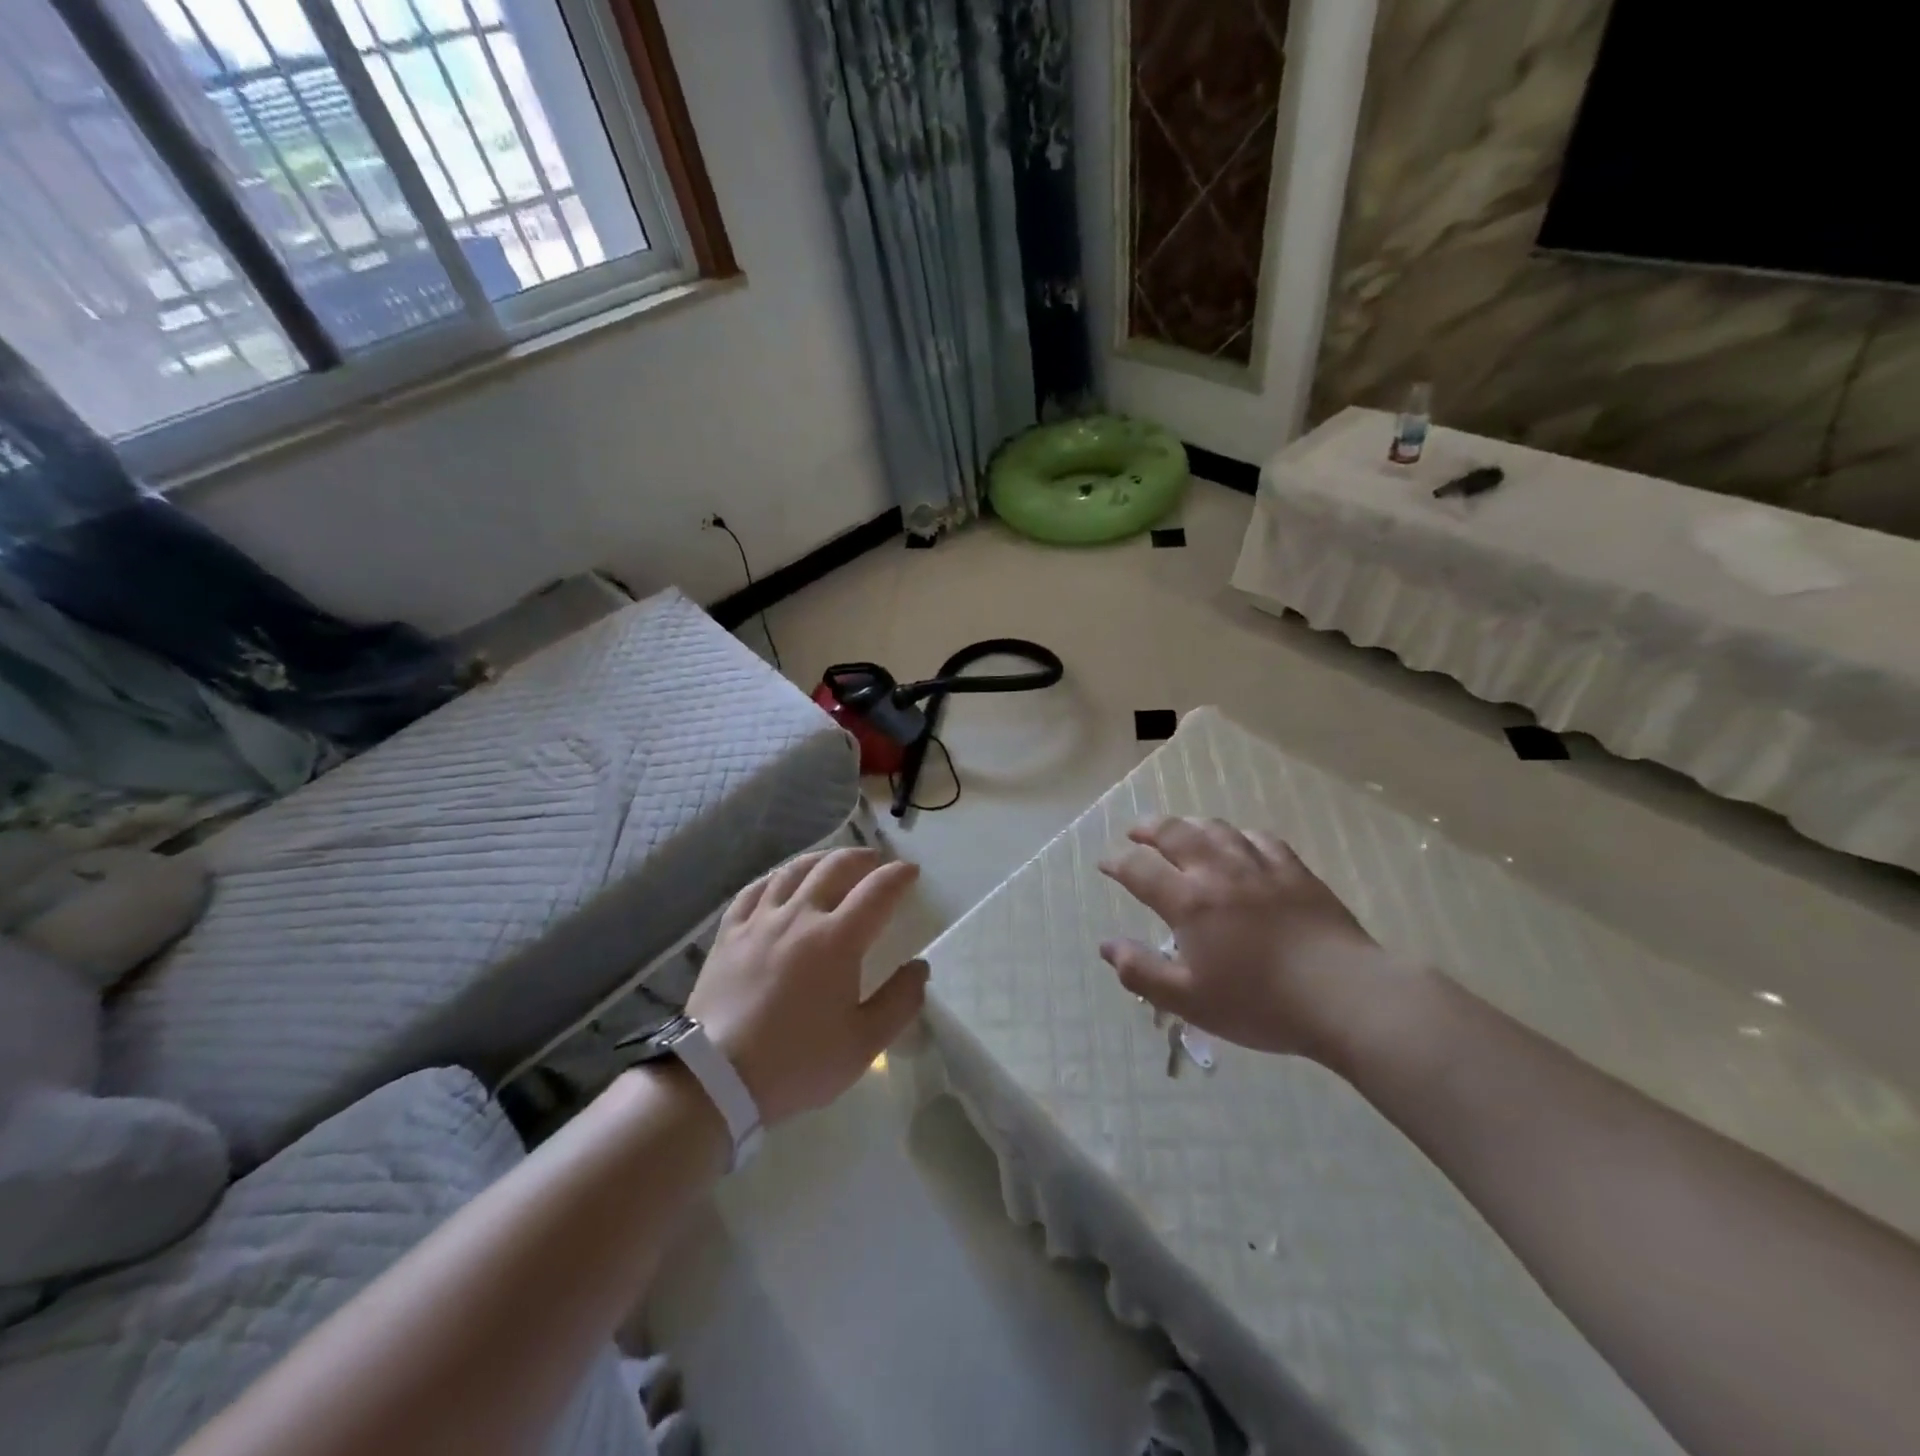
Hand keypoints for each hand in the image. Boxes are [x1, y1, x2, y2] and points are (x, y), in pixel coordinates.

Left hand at [687, 847, 927, 1125]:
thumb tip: (920, 967)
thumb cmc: (798, 1061)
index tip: (911, 872)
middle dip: (862, 858)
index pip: (878, 891)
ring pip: (794, 871)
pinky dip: (775, 877)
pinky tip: (780, 880)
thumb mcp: (864, 1044)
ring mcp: (760, 921)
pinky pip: (754, 890)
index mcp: (838, 940)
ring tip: (834, 861)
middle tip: (876, 862)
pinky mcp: (729, 933)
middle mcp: (801, 916)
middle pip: (835, 868)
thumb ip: (900, 1001)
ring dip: (821, 859)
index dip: (899, 876)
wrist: (717, 1077)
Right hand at [1098, 817, 1399, 1064]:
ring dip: (1189, 824)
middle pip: (1174, 833)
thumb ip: (1142, 972)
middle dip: (1147, 829)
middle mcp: (1218, 871)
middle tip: (1135, 832)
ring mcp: (1260, 866)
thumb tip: (1107, 947)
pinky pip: (1259, 838)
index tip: (1105, 864)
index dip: (1116, 862)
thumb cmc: (1260, 1003)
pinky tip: (1238, 843)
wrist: (1344, 996)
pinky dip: (1238, 835)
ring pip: (1216, 828)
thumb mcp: (1190, 1000)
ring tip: (1178, 829)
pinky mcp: (1295, 871)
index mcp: (1189, 901)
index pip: (1139, 868)